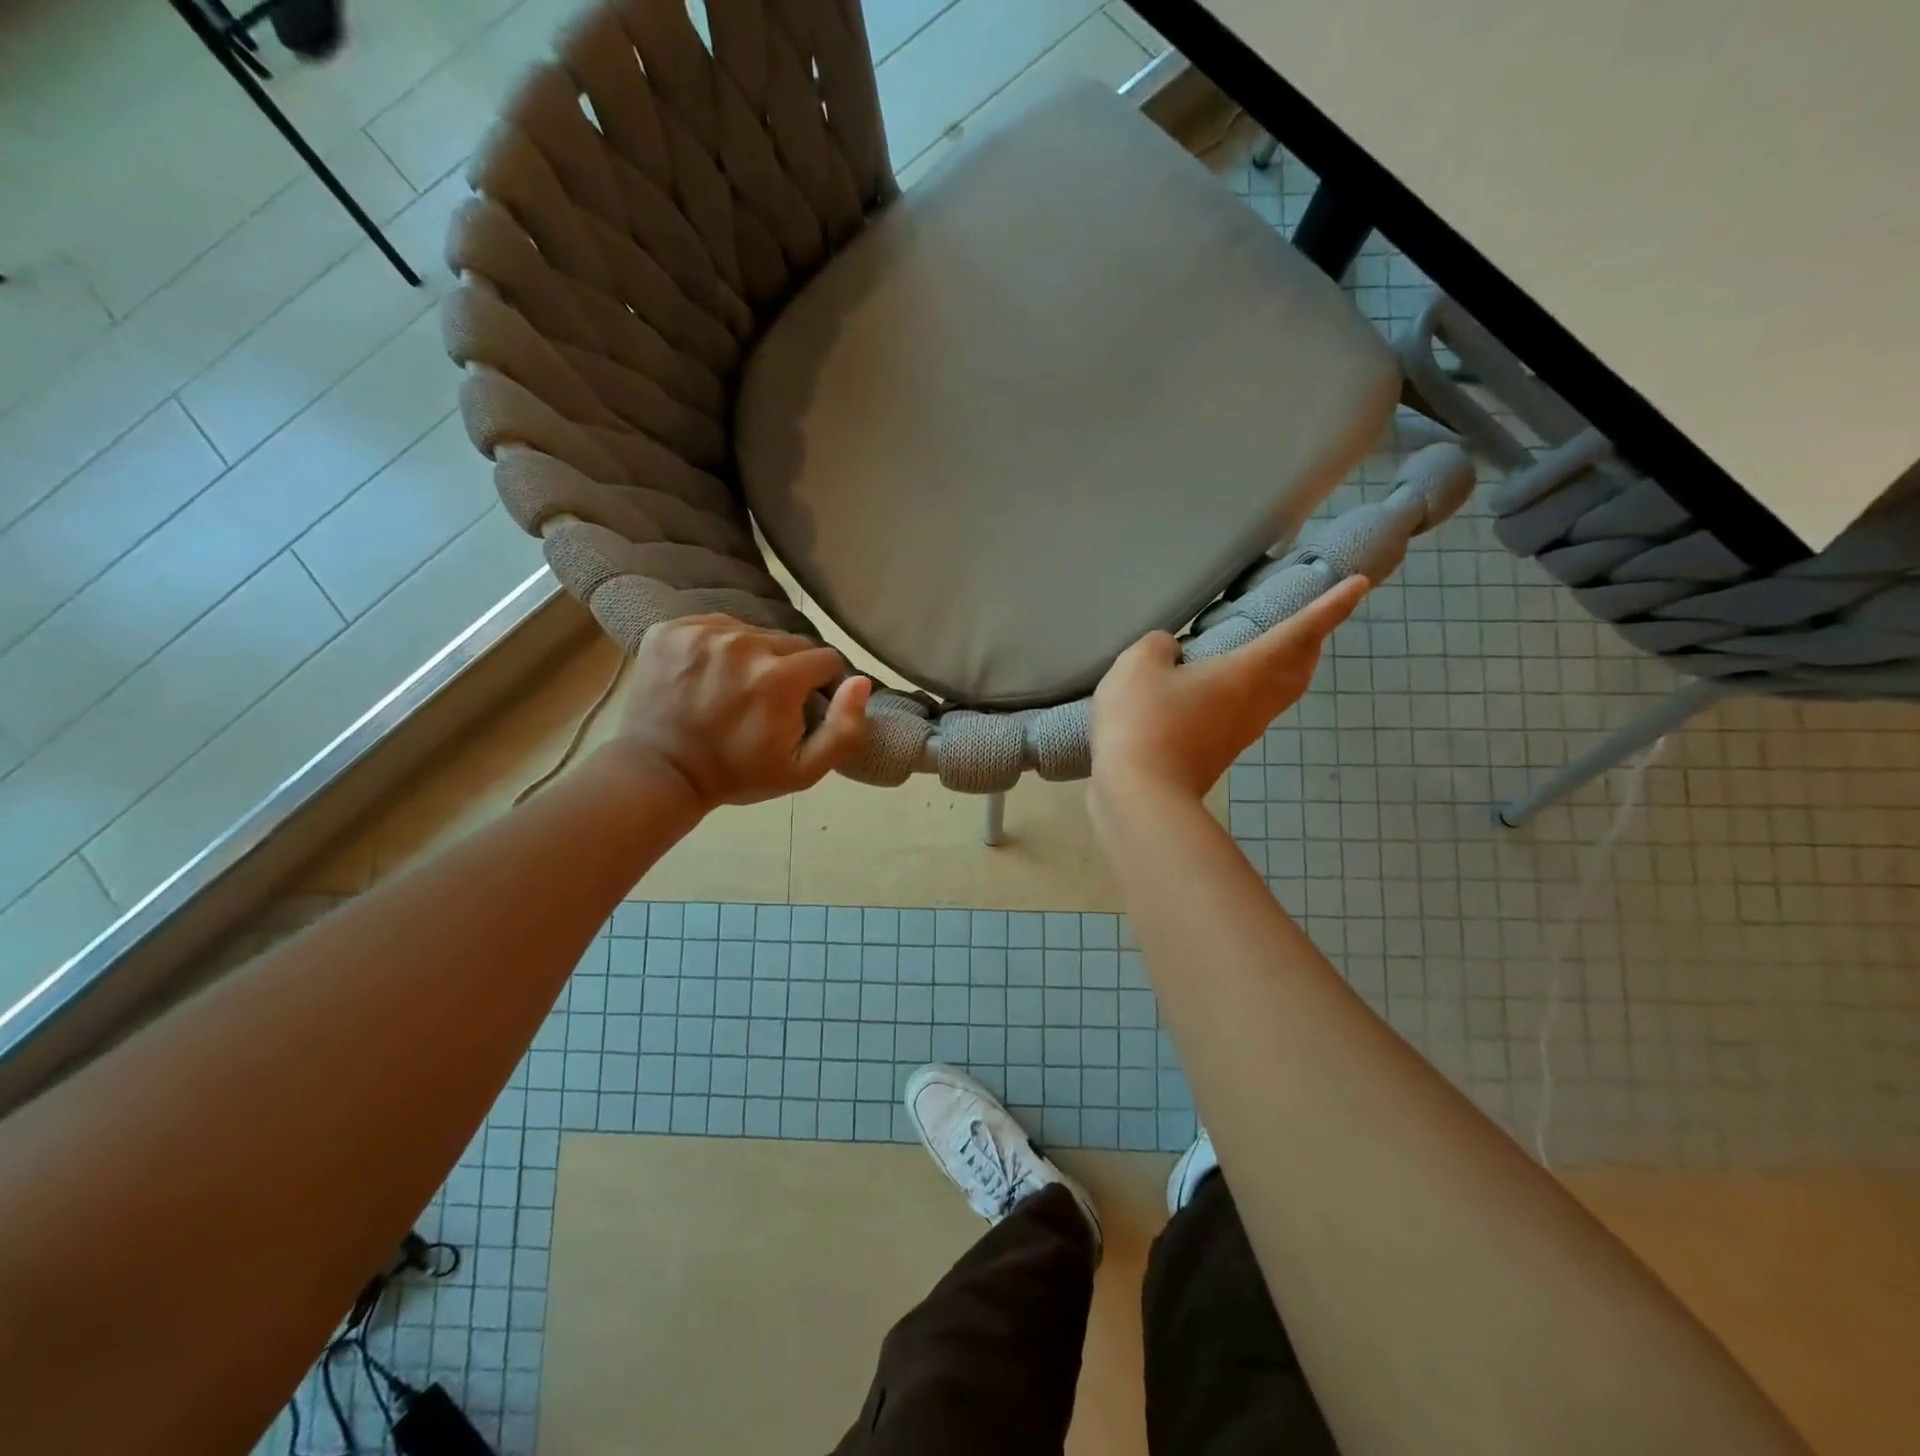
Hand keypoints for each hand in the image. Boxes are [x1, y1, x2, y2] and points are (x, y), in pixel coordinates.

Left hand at [608, 615, 871, 808]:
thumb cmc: (738, 775)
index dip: (823, 686)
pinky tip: (709, 676)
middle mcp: (743, 643)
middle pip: (791, 642)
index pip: (826, 660)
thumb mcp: (803, 771)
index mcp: (778, 677)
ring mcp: (703, 632)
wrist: (660, 773)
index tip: (805, 708)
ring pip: (754, 632)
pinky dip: (720, 647)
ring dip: (755, 656)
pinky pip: (716, 626)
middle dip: (790, 670)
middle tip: (769, 702)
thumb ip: (844, 730)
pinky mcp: (672, 629)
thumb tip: (861, 681)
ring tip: (736, 688)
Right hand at [1090, 575, 1368, 799]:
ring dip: (1281, 669)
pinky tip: (1213, 689)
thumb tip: (1170, 652)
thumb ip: (1158, 646)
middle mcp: (1254, 704)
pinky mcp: (1216, 753)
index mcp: (1247, 673)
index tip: (1358, 585)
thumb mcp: (1139, 666)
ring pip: (1274, 694)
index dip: (1330, 607)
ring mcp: (1237, 733)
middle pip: (1297, 670)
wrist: (1139, 797)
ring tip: (1263, 650)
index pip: (1299, 632)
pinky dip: (1246, 691)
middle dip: (1311, 643)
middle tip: (1311, 622)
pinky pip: (1244, 712)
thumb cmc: (1145, 722)